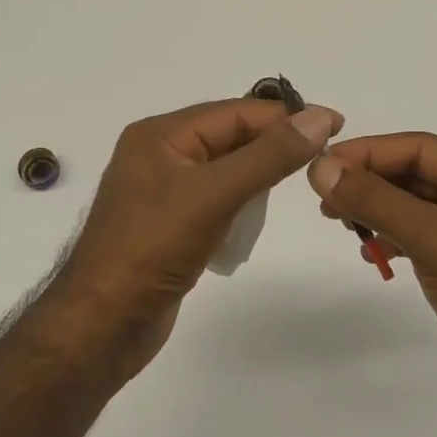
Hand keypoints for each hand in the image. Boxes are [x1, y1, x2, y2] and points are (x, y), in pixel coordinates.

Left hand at [41, 98, 341, 382]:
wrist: (103, 324)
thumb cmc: (152, 248)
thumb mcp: (214, 194)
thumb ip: (268, 156)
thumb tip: (318, 118)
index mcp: (160, 136)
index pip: (233, 112)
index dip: (284, 116)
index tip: (333, 124)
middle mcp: (159, 155)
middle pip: (229, 137)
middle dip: (273, 144)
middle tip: (323, 154)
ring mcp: (163, 192)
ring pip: (225, 169)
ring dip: (259, 174)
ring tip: (299, 181)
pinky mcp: (170, 225)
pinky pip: (215, 200)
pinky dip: (241, 204)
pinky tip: (257, 218)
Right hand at [308, 134, 436, 436]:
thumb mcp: (433, 241)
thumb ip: (376, 201)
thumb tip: (321, 167)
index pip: (417, 147)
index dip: (366, 153)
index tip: (321, 167)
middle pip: (415, 173)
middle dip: (368, 182)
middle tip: (323, 199)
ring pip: (416, 204)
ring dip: (377, 210)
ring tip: (340, 224)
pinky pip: (423, 235)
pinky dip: (395, 237)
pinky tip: (373, 254)